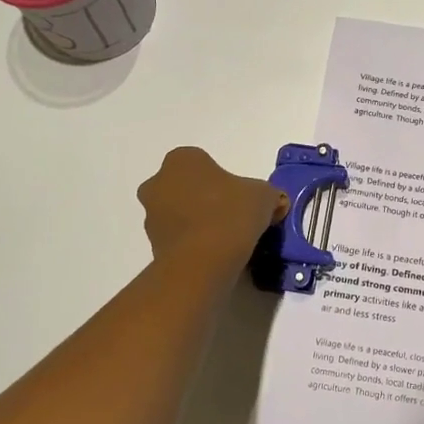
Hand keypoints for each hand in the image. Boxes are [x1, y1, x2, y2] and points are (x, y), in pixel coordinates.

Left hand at [137, 147, 287, 272]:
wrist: (202, 263)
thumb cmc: (231, 215)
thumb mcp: (264, 196)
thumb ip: (268, 195)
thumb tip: (274, 205)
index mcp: (182, 160)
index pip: (205, 163)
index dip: (225, 180)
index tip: (241, 199)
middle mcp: (158, 182)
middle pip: (188, 187)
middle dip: (207, 200)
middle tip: (234, 218)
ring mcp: (150, 215)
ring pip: (179, 213)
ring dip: (197, 222)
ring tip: (225, 241)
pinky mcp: (151, 245)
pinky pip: (178, 239)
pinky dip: (192, 244)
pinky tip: (213, 255)